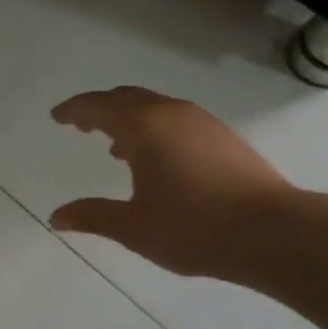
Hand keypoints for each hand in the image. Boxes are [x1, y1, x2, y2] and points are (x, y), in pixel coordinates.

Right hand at [49, 87, 290, 279]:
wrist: (271, 231)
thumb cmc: (193, 227)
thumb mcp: (134, 227)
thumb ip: (93, 216)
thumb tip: (56, 217)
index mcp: (144, 126)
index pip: (98, 106)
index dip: (74, 109)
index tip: (57, 117)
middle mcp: (172, 113)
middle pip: (127, 98)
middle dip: (101, 109)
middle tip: (81, 124)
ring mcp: (202, 122)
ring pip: (156, 108)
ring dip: (131, 120)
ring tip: (116, 148)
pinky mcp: (224, 137)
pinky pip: (177, 120)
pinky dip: (156, 129)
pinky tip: (159, 161)